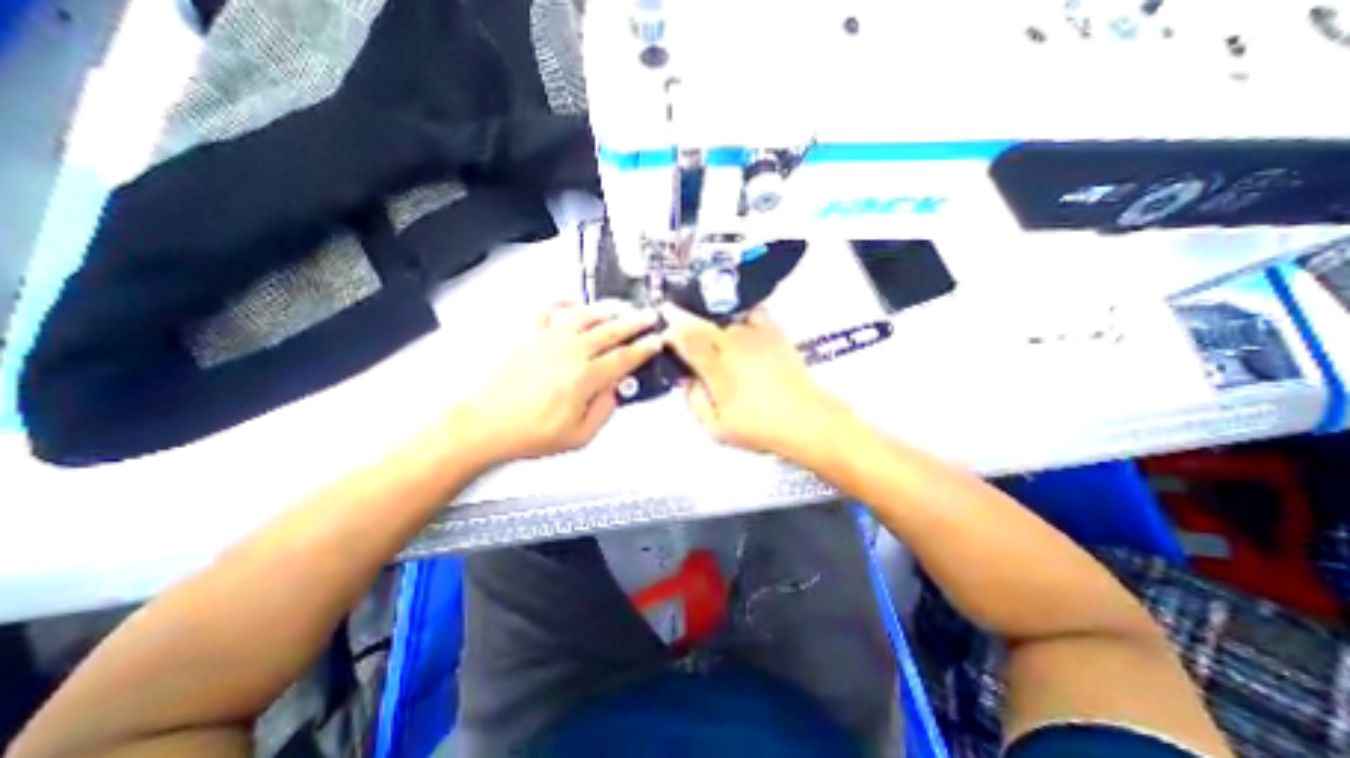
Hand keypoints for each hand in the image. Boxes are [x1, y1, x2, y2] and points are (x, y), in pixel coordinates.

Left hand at [457, 300, 662, 466]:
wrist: (482, 425)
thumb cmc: (525, 432)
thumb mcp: (577, 436)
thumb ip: (603, 411)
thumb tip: (614, 393)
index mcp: (585, 378)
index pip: (624, 358)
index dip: (644, 348)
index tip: (655, 341)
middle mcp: (570, 352)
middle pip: (611, 331)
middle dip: (634, 322)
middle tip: (648, 316)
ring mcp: (549, 340)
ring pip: (586, 316)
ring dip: (607, 309)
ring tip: (620, 306)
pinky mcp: (528, 335)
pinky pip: (549, 309)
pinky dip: (563, 300)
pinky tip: (573, 299)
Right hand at [661, 302, 858, 461]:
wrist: (806, 421)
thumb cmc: (760, 427)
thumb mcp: (715, 427)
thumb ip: (694, 401)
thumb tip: (688, 380)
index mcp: (715, 365)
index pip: (683, 337)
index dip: (669, 332)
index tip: (663, 332)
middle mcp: (732, 343)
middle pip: (699, 321)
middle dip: (682, 321)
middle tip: (676, 327)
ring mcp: (754, 334)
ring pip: (720, 314)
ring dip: (706, 318)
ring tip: (705, 330)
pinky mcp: (773, 332)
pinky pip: (751, 312)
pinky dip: (739, 313)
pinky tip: (736, 324)